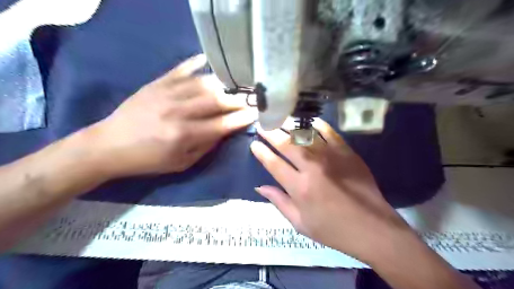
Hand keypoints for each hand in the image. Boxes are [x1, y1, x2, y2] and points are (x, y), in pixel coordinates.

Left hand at [88, 53, 256, 176]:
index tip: (257, 113)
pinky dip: (196, 63)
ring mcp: (167, 94)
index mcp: (184, 135)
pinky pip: (181, 69)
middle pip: (216, 101)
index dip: (242, 118)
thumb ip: (206, 147)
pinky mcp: (157, 84)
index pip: (222, 124)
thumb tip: (225, 130)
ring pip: (203, 83)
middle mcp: (178, 112)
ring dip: (224, 84)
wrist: (109, 145)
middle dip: (238, 99)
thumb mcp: (181, 163)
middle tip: (252, 97)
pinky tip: (209, 59)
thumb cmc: (149, 160)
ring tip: (237, 84)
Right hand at [252, 119, 412, 261]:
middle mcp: (312, 168)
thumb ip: (279, 202)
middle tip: (262, 124)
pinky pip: (330, 133)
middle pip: (286, 144)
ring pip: (305, 135)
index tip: (254, 144)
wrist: (372, 228)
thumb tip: (260, 187)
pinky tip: (310, 122)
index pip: (274, 164)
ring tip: (280, 119)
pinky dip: (318, 126)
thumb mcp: (300, 223)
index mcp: (299, 188)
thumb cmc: (333, 230)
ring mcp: (331, 158)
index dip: (262, 152)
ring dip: (290, 126)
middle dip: (271, 133)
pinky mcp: (347, 153)